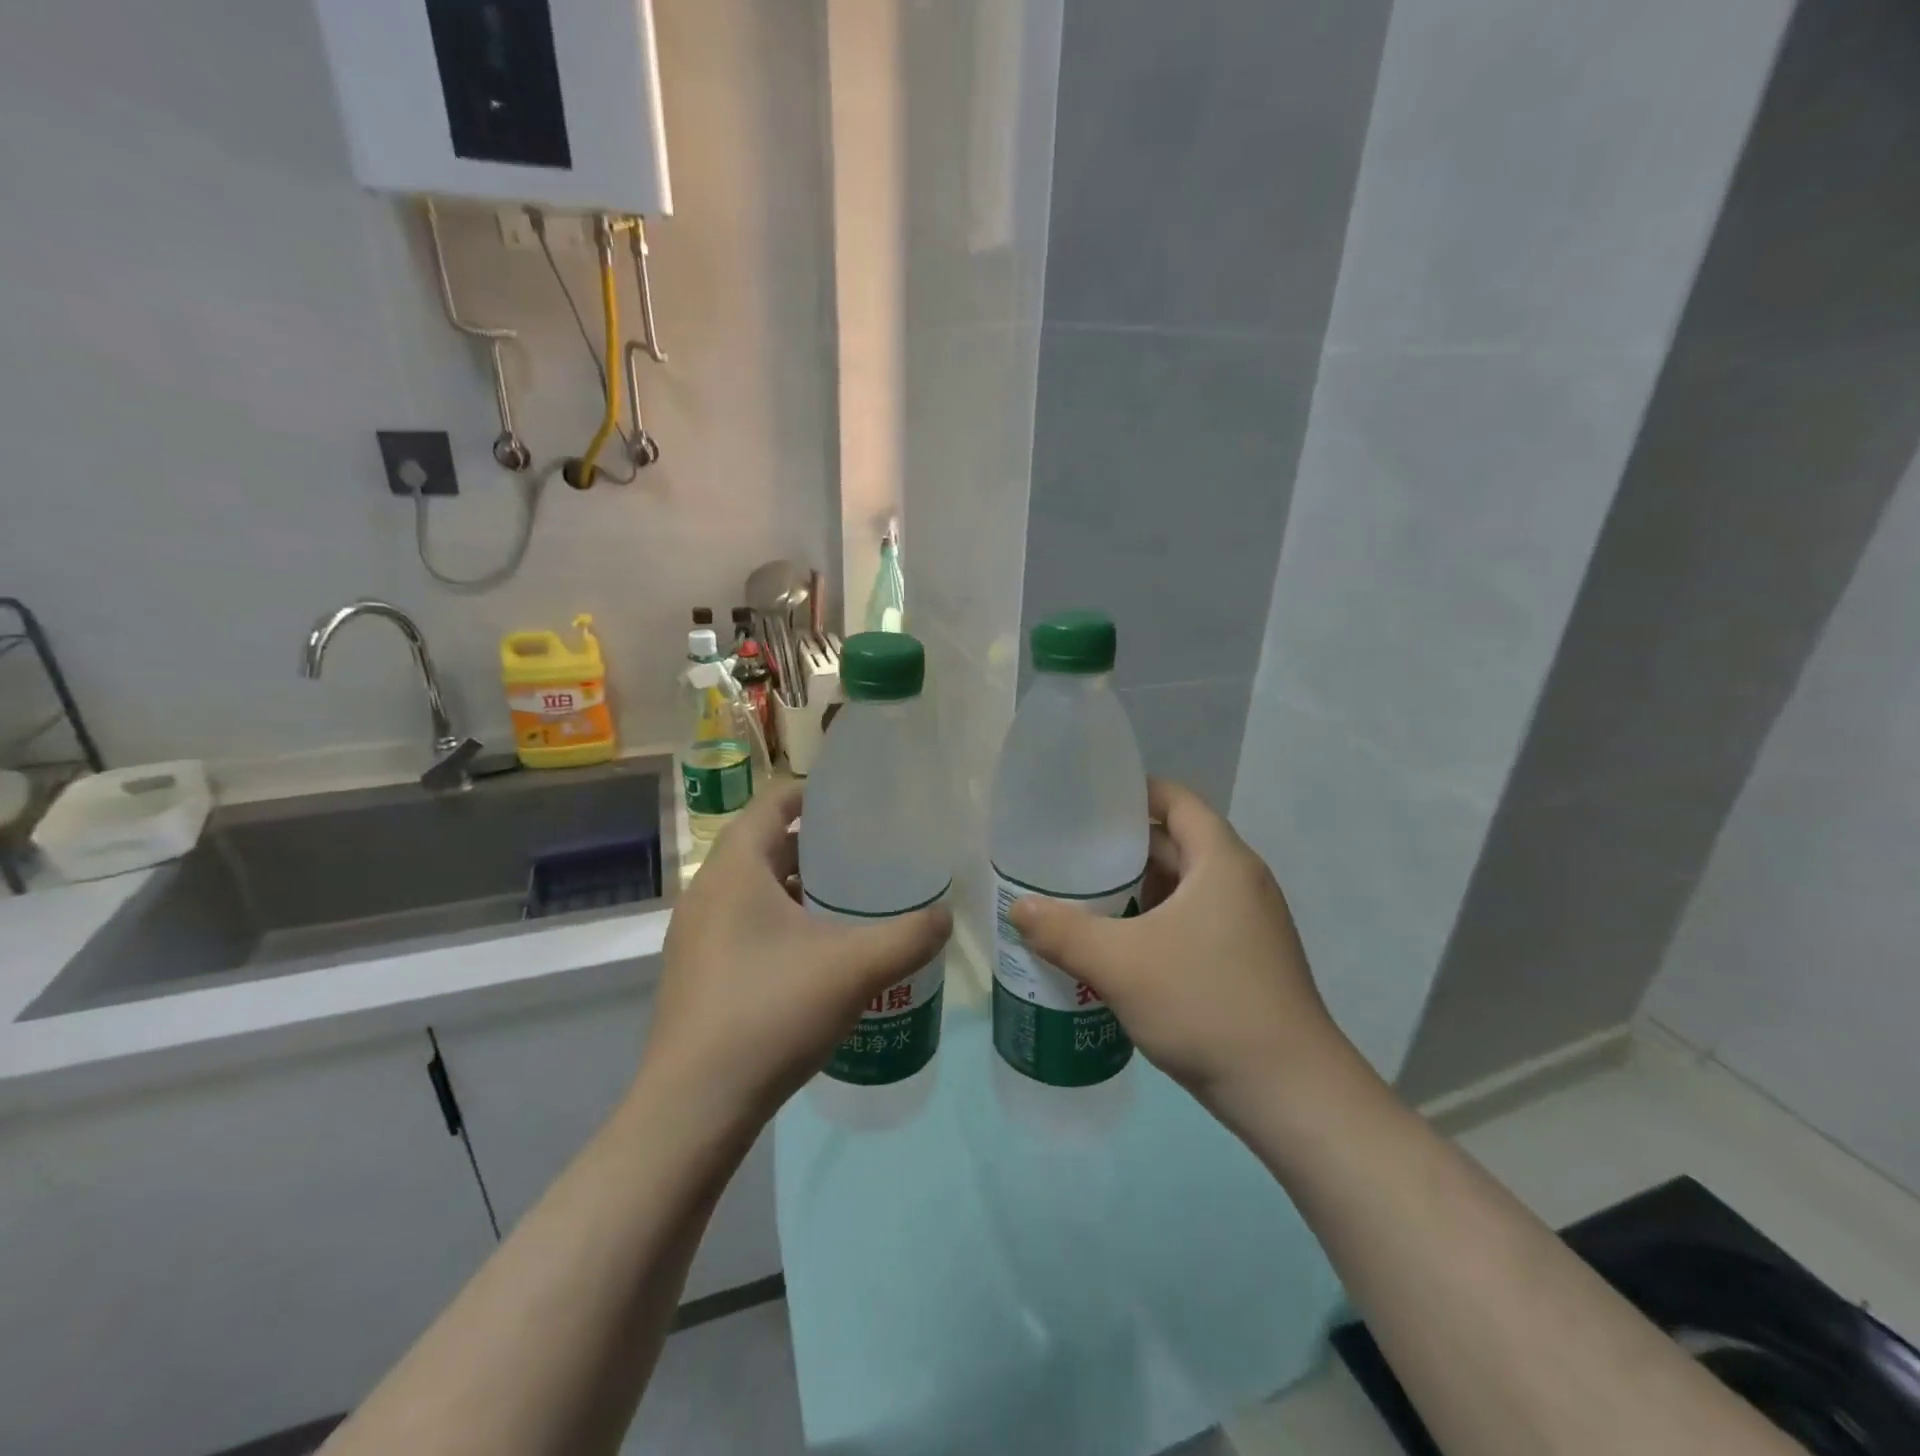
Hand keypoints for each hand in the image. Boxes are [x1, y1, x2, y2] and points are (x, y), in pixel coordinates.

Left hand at [641, 783, 951, 1129]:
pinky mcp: (699, 970)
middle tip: (872, 854)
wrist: (695, 1106)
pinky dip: (785, 922)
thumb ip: (910, 936)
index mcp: (736, 868)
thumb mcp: (854, 969)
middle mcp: (709, 891)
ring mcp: (697, 934)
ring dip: (803, 887)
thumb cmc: (771, 1012)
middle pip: (769, 844)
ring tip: (855, 901)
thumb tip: (948, 916)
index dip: (818, 793)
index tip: (862, 803)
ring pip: (758, 888)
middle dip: (821, 844)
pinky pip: (747, 924)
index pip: (776, 801)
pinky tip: (822, 953)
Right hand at [1008, 779, 1357, 1121]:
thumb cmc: (1206, 1005)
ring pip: (1182, 887)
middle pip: (1176, 843)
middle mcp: (1240, 882)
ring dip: (1136, 889)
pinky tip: (1117, 945)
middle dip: (1123, 846)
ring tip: (1083, 896)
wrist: (1289, 1093)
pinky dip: (1154, 921)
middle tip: (1069, 852)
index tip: (1087, 801)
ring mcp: (1247, 924)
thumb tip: (1018, 907)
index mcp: (1222, 862)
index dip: (1134, 791)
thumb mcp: (1121, 965)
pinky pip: (1191, 921)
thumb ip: (1063, 932)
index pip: (1176, 800)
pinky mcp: (1245, 960)